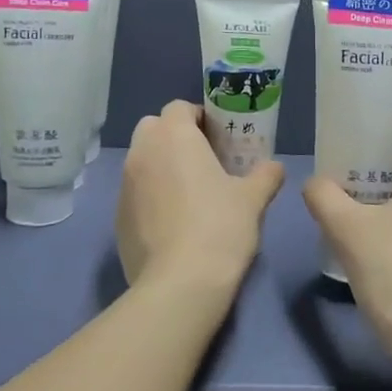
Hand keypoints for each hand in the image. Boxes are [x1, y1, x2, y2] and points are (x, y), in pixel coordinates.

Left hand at [116, 101, 284, 300]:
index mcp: (173, 136)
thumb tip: (274, 167)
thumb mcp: (253, 198)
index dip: (199, 117)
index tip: (219, 138)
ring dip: (161, 166)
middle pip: (154, 128)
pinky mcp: (117, 217)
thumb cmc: (220, 227)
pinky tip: (174, 223)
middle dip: (174, 137)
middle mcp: (142, 152)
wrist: (179, 284)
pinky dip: (151, 196)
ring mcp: (125, 185)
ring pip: (142, 160)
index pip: (179, 107)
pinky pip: (135, 193)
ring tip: (190, 194)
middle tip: (203, 161)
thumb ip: (265, 175)